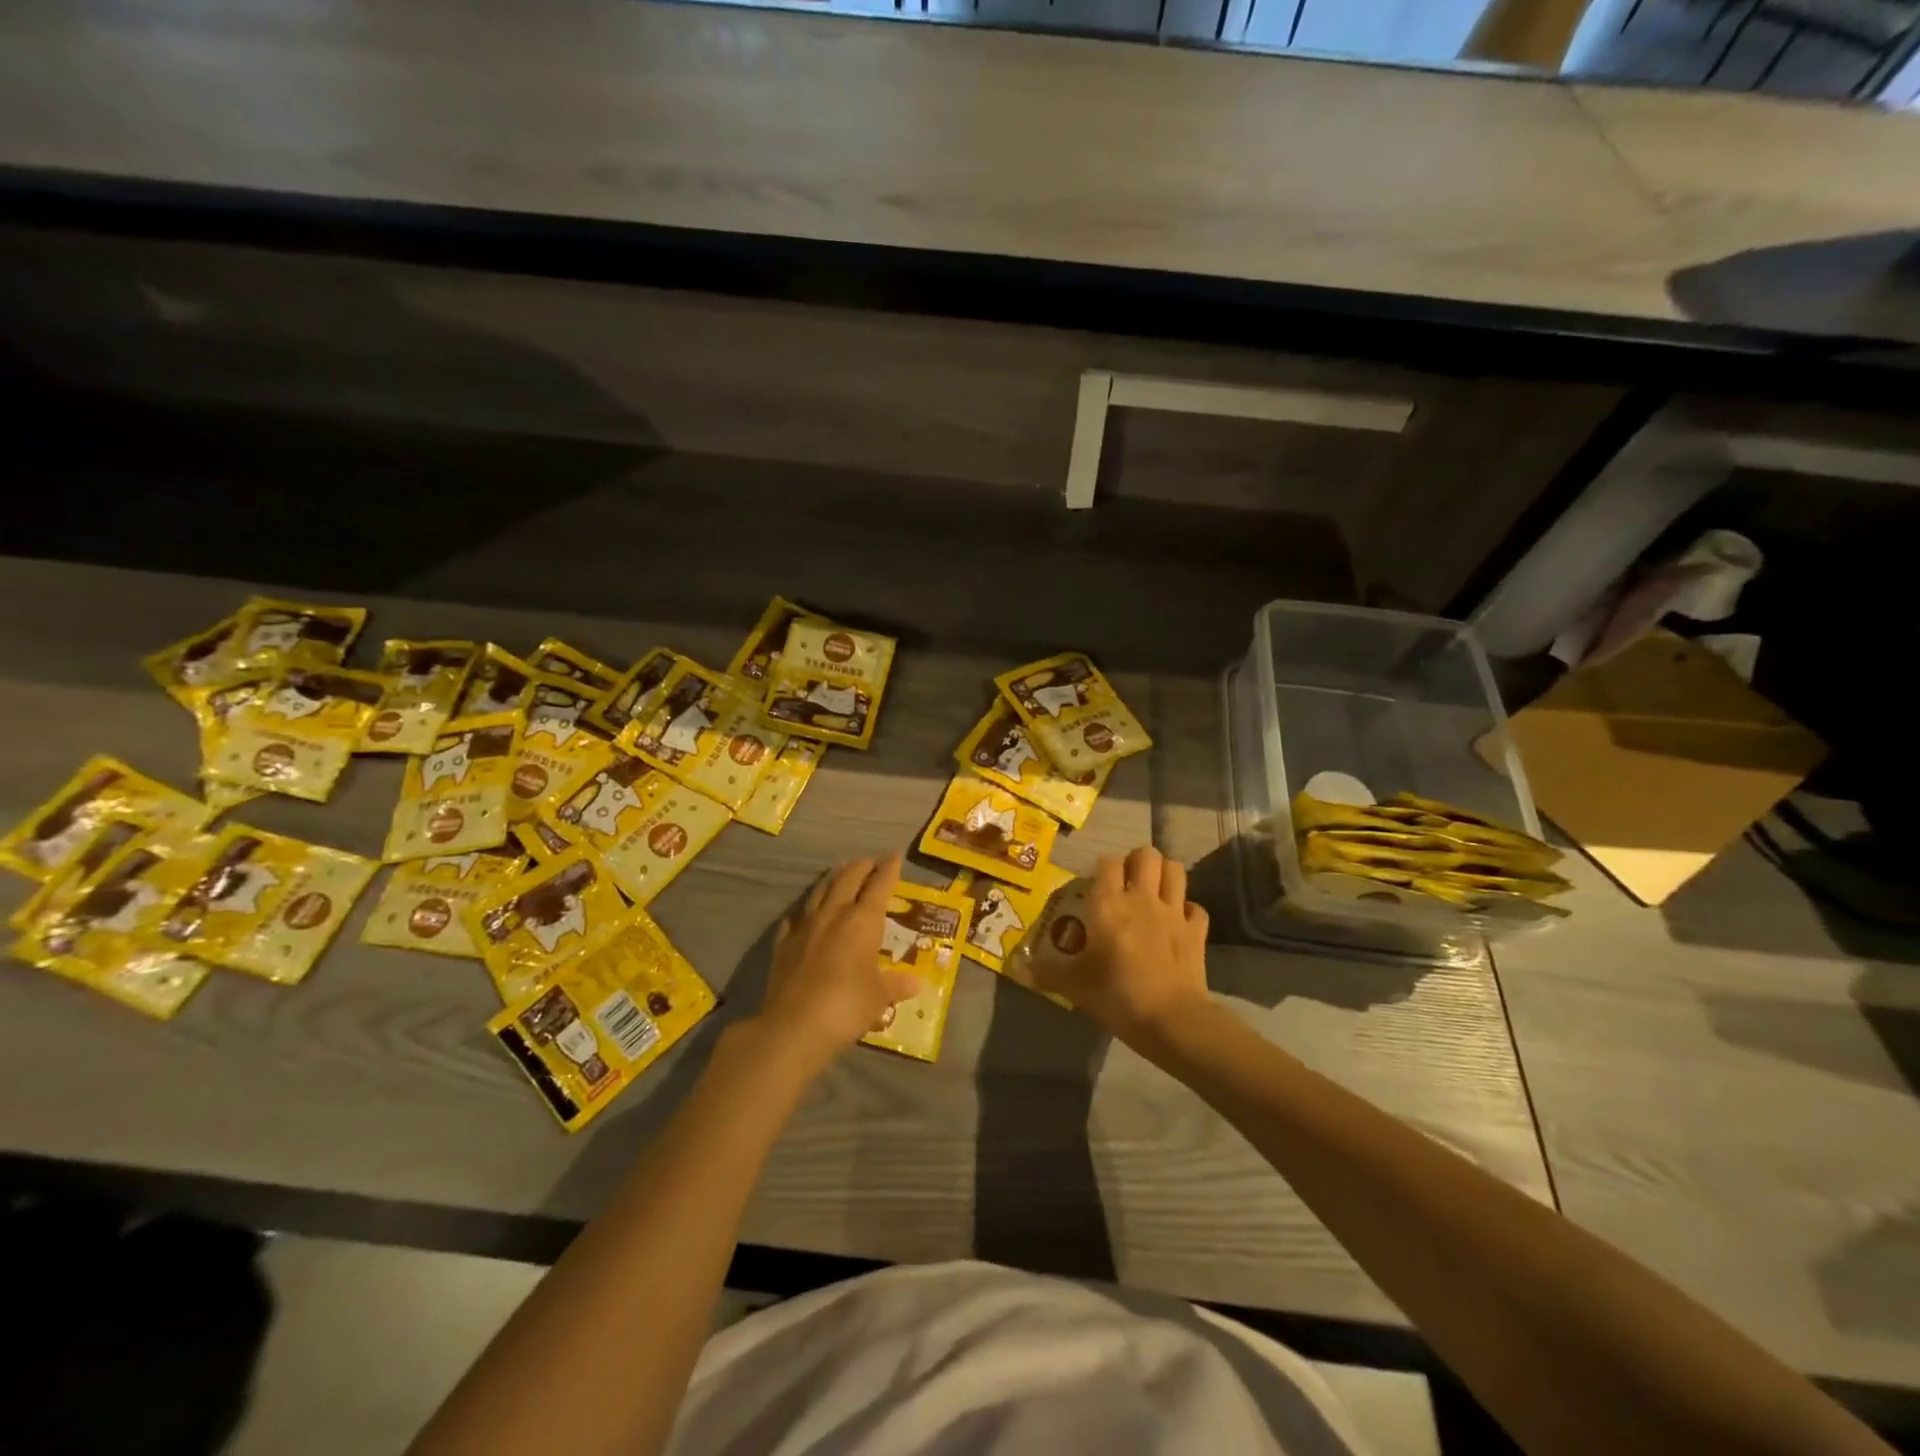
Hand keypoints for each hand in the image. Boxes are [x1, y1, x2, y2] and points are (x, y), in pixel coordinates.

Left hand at [757, 854, 921, 1075]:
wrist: (794, 1025)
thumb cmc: (847, 1006)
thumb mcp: (879, 997)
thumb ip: (896, 985)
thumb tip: (916, 984)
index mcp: (863, 921)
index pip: (879, 886)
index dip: (888, 870)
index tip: (895, 856)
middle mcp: (834, 914)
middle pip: (848, 879)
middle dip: (861, 867)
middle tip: (869, 860)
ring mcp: (805, 927)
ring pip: (820, 891)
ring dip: (833, 878)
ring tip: (840, 870)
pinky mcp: (784, 944)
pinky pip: (795, 919)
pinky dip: (803, 913)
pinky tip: (803, 915)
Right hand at [1029, 845, 1209, 1046]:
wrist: (1171, 1020)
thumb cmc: (1117, 995)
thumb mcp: (1075, 986)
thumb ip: (1046, 973)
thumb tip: (1015, 968)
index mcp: (1109, 904)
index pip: (1107, 863)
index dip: (1102, 868)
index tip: (1096, 885)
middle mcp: (1142, 898)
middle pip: (1146, 855)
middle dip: (1137, 861)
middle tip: (1128, 881)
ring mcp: (1174, 912)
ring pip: (1175, 870)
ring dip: (1165, 874)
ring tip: (1154, 890)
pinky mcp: (1197, 931)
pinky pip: (1196, 908)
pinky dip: (1188, 910)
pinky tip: (1178, 922)